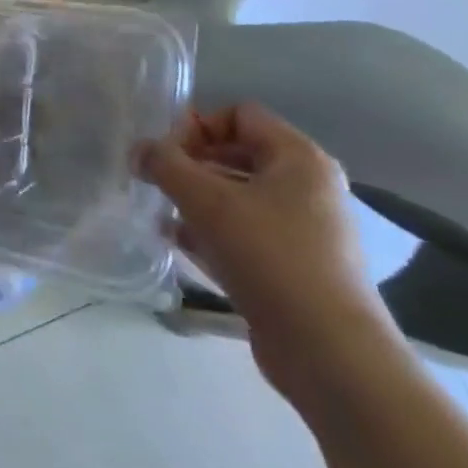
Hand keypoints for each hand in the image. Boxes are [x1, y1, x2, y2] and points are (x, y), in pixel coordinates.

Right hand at [143, 103, 402, 406]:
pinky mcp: (294, 266)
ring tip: (161, 212)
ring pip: (238, 195)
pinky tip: (179, 244)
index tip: (165, 154)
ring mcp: (304, 229)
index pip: (240, 115)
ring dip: (196, 198)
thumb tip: (139, 149)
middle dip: (191, 163)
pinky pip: (244, 232)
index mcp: (299, 159)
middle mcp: (308, 187)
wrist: (329, 351)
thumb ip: (165, 165)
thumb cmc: (270, 257)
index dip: (197, 126)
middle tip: (157, 181)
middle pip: (237, 154)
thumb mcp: (206, 201)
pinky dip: (211, 231)